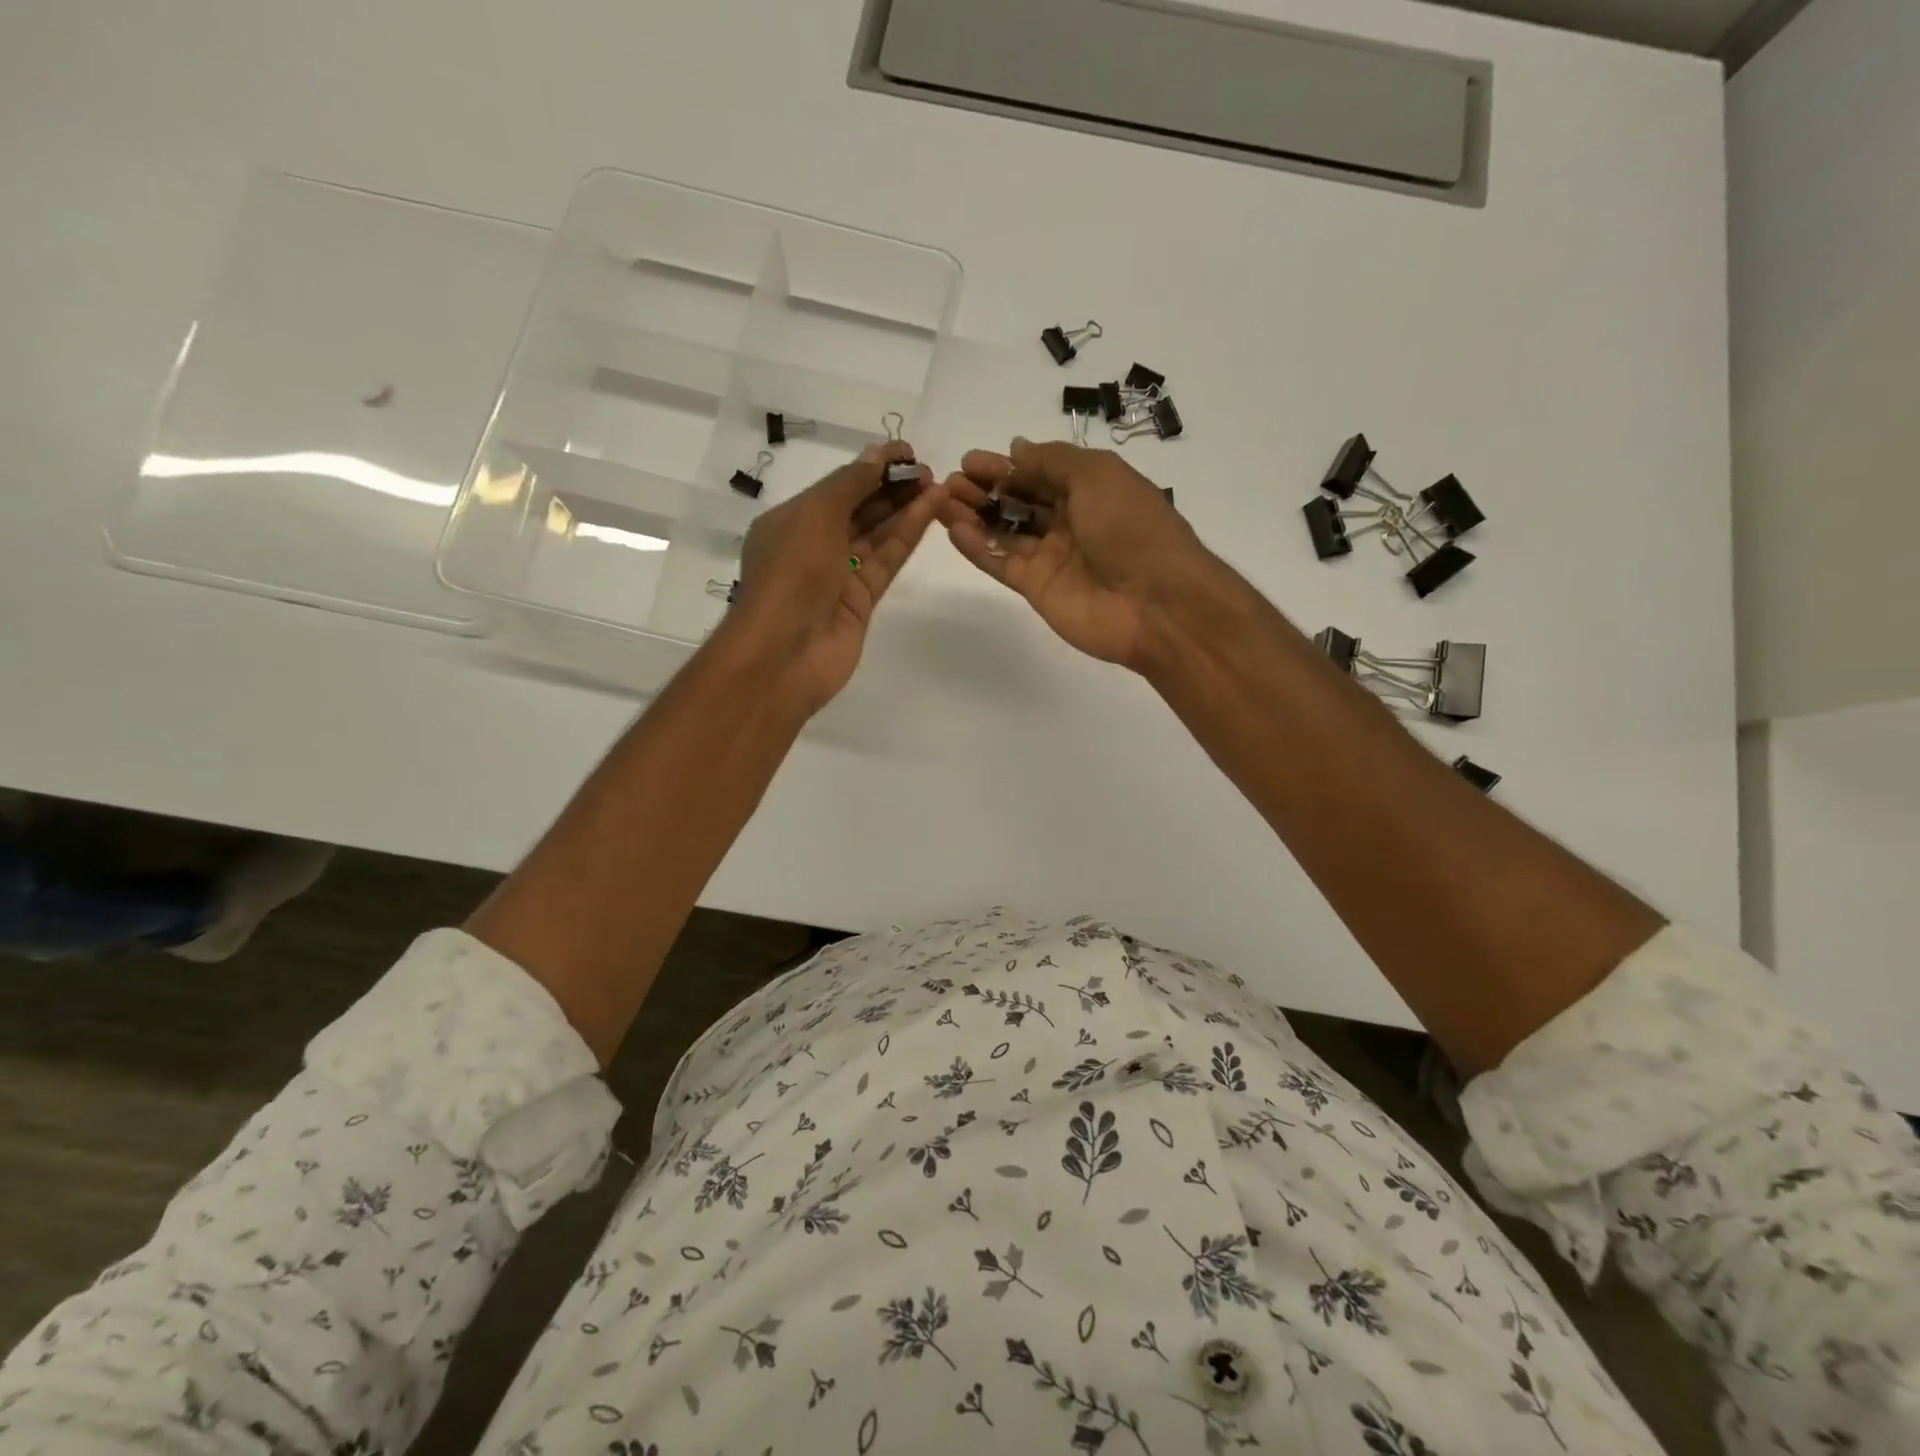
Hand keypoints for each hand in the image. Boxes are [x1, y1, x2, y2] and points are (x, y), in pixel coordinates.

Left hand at [722, 441, 942, 713]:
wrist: (785, 652)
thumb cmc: (791, 574)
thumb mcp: (815, 515)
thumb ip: (850, 484)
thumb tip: (877, 457)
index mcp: (791, 521)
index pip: (837, 486)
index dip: (871, 466)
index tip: (907, 452)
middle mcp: (814, 545)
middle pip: (859, 508)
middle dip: (891, 487)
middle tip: (928, 470)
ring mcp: (839, 575)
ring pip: (877, 534)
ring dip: (905, 509)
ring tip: (938, 485)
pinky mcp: (861, 601)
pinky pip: (886, 561)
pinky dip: (906, 536)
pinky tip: (930, 512)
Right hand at [939, 438, 1222, 670]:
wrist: (1155, 602)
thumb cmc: (1130, 527)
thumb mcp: (1096, 475)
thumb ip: (1053, 461)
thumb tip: (1017, 448)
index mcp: (1090, 490)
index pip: (1039, 473)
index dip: (1006, 467)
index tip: (970, 461)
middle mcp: (1070, 522)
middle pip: (1019, 502)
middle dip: (985, 489)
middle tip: (951, 481)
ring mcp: (1052, 557)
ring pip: (1005, 532)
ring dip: (974, 515)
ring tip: (942, 501)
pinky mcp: (1037, 589)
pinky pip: (1002, 563)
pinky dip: (977, 548)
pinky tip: (953, 530)